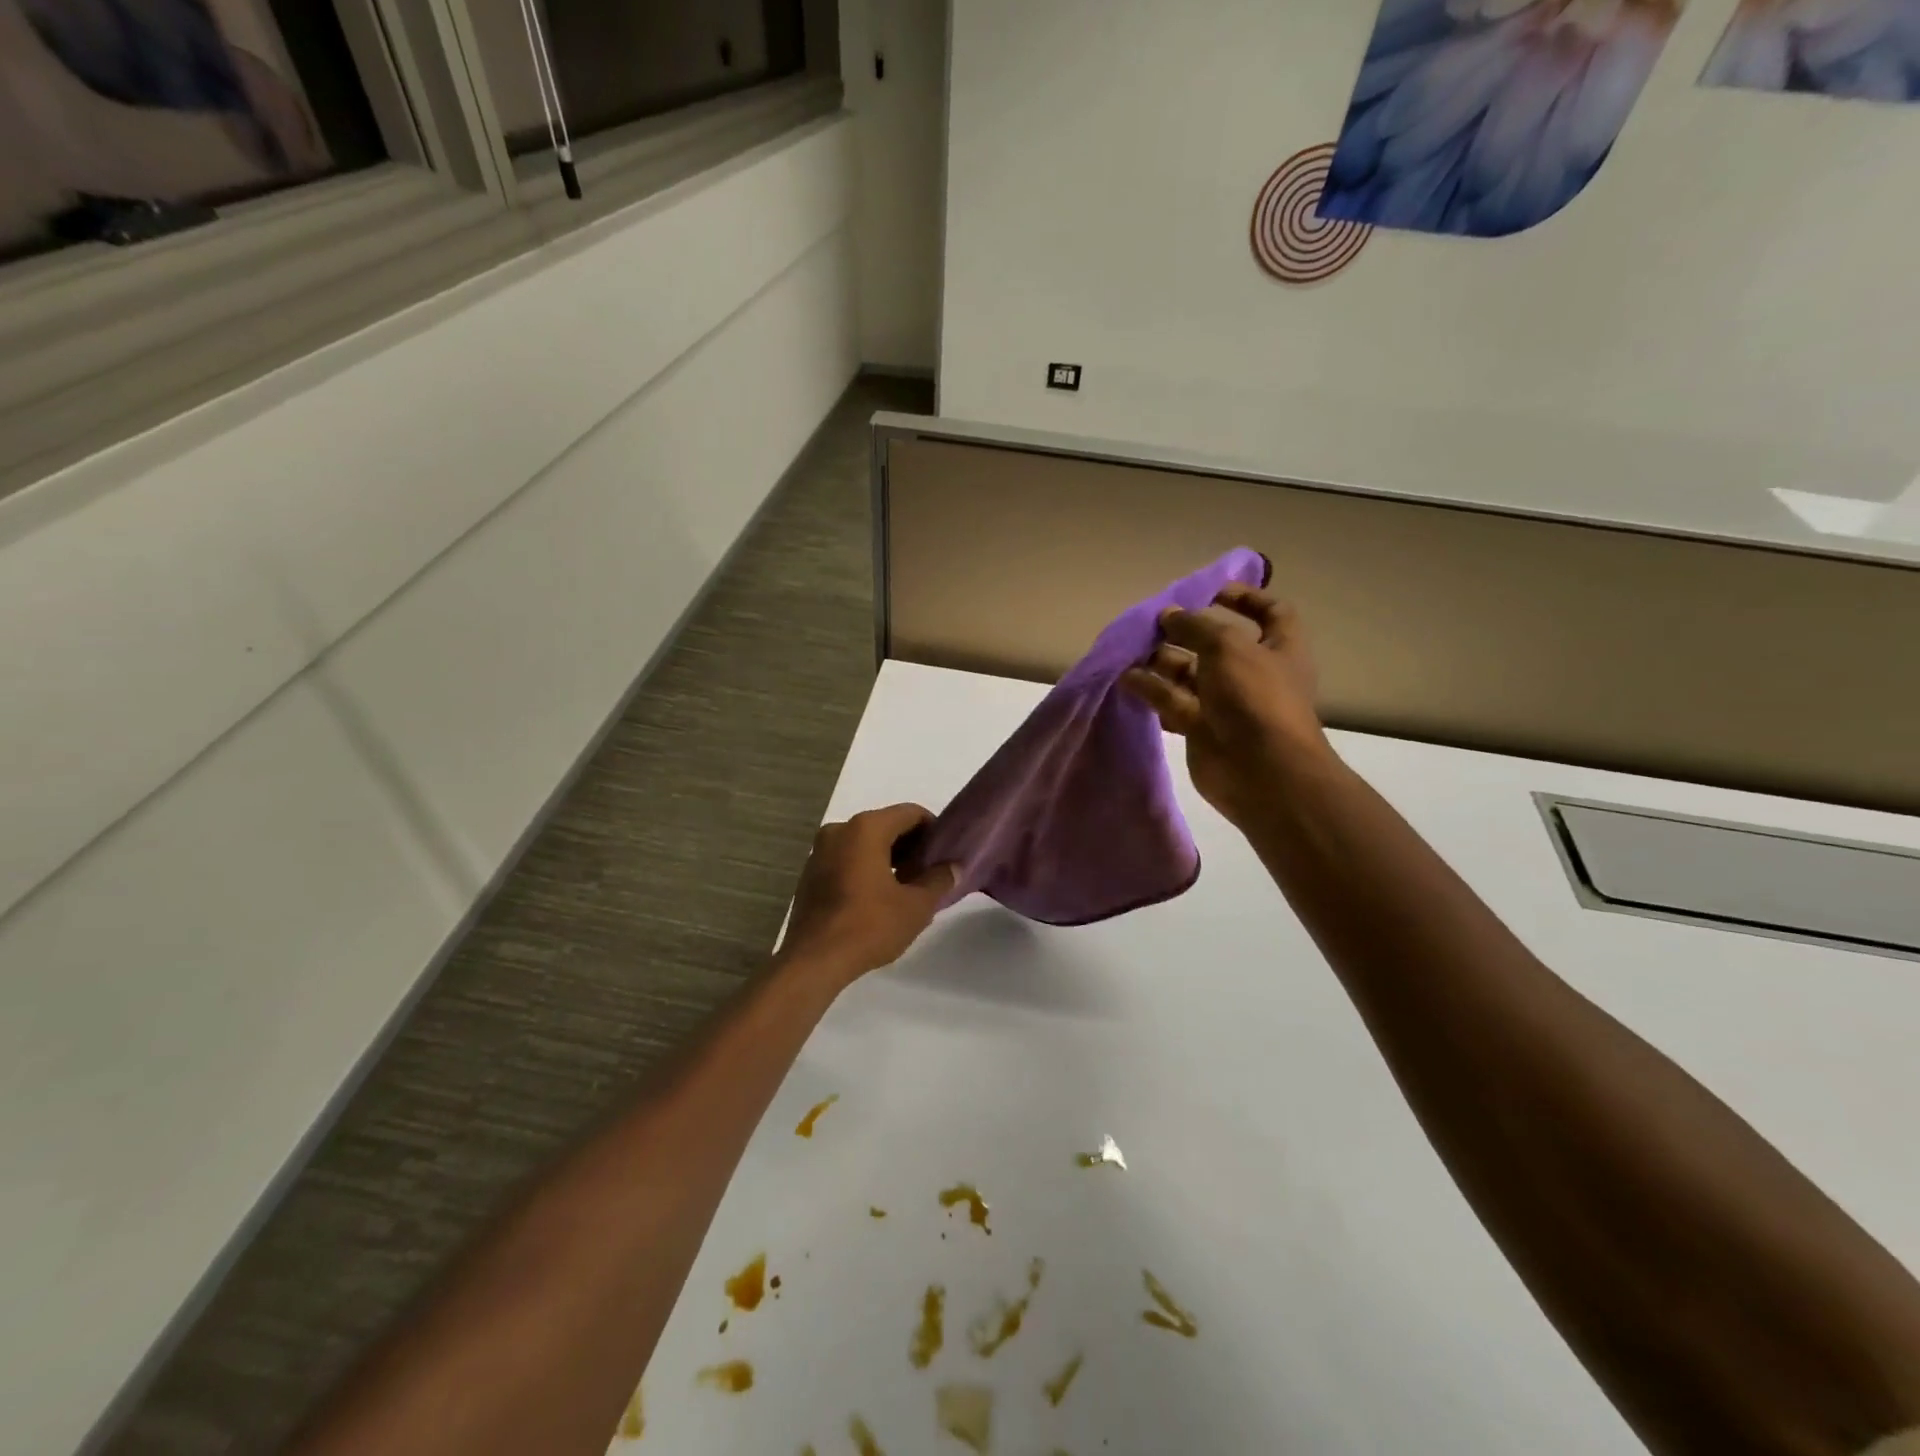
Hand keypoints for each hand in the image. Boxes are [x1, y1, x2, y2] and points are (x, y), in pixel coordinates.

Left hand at [779, 804, 955, 983]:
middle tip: (930, 872)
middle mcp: (839, 830)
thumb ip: (939, 879)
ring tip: (908, 887)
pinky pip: (846, 860)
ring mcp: (820, 852)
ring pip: (864, 843)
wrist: (815, 960)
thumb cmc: (870, 925)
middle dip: (911, 846)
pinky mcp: (810, 874)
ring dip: (888, 858)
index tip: (945, 853)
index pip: (910, 813)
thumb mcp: (916, 905)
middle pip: (886, 826)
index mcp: (866, 828)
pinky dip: (866, 868)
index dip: (933, 830)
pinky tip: (879, 897)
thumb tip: (953, 867)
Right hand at [1120, 584, 1331, 827]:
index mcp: (1279, 648)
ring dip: (1160, 661)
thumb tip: (1168, 615)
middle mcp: (1252, 673)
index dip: (1245, 597)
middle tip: (1153, 623)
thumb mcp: (1227, 646)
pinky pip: (1171, 702)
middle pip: (1216, 644)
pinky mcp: (1200, 728)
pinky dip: (1150, 690)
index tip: (1210, 590)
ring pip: (1188, 674)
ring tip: (1130, 651)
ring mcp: (1225, 703)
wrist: (1261, 772)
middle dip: (1185, 631)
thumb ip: (1194, 625)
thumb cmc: (1254, 697)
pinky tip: (1126, 680)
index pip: (1270, 612)